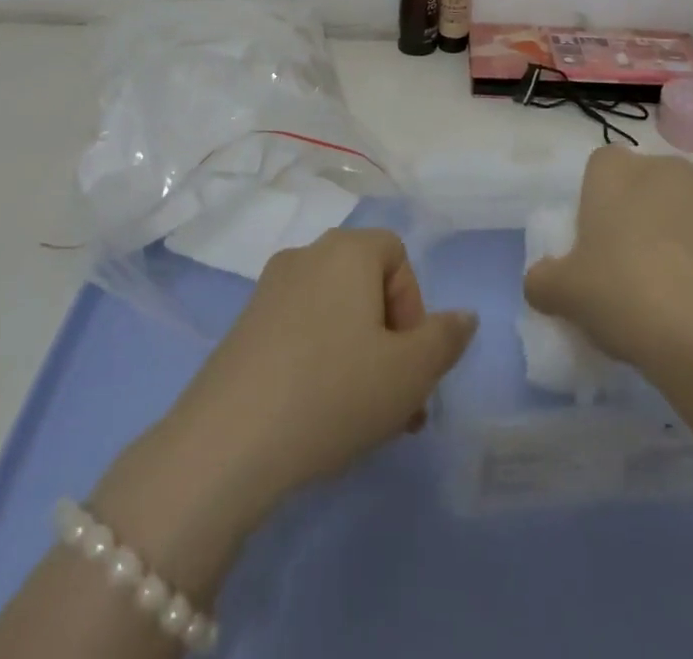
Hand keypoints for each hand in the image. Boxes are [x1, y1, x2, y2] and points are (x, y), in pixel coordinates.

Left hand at [91, 228, 475, 595]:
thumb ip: (445, 339)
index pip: (397, 255)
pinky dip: (319, 360)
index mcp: (347, 250)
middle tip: (397, 402)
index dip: (413, 305)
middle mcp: (307, 255)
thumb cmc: (334, 392)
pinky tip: (318, 414)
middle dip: (390, 339)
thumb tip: (465, 316)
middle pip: (365, 285)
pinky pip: (300, 330)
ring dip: (359, 355)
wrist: (227, 442)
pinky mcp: (243, 326)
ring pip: (334, 313)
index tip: (409, 359)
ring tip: (364, 419)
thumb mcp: (410, 373)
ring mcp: (269, 289)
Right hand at [524, 147, 692, 373]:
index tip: (598, 244)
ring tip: (683, 291)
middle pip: (648, 184)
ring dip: (684, 234)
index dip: (597, 202)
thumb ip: (543, 281)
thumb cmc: (626, 297)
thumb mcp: (565, 296)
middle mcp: (667, 168)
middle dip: (643, 216)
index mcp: (616, 173)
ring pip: (691, 207)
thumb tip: (541, 282)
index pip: (600, 168)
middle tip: (636, 271)